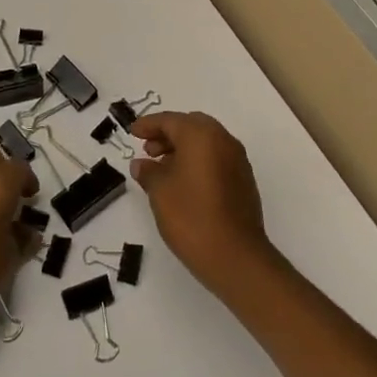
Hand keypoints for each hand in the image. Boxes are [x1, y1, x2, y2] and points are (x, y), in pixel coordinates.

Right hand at [129, 112, 277, 296]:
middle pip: (191, 126)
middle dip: (167, 134)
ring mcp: (237, 159)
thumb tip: (141, 163)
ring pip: (206, 142)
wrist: (235, 255)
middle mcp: (223, 140)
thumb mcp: (160, 192)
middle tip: (148, 150)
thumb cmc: (191, 216)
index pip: (170, 120)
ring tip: (161, 169)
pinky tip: (183, 182)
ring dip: (183, 148)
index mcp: (201, 135)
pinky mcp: (243, 179)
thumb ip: (148, 172)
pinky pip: (216, 158)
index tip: (132, 132)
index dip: (148, 125)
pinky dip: (198, 161)